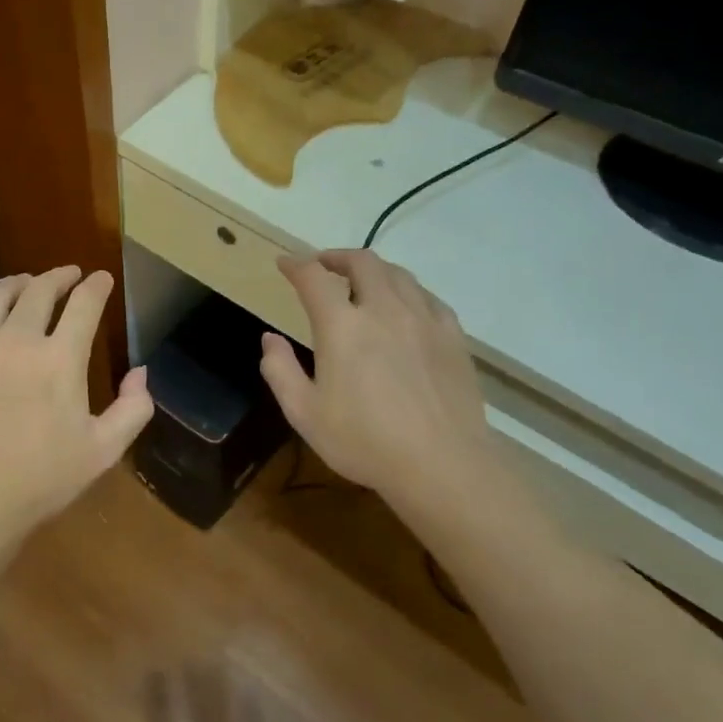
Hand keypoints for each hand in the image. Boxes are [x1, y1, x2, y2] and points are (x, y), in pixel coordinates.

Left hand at [0, 267, 153, 546]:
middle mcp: (16, 339)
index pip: (84, 304)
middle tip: (68, 276)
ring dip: (17, 283)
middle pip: (40, 290)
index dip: (96, 286)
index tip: (101, 279)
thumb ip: (133, 408)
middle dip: (59, 277)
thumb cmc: (41, 480)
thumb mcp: (103, 451)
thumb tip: (141, 372)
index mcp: (60, 359)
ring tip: (26, 283)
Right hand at [258, 251, 502, 517]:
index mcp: (342, 326)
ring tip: (361, 283)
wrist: (441, 464)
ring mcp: (423, 320)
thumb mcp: (304, 413)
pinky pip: (427, 297)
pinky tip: (404, 308)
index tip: (285, 264)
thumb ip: (280, 370)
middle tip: (323, 267)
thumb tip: (270, 339)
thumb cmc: (364, 441)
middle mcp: (383, 310)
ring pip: (398, 274)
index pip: (313, 278)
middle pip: (362, 262)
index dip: (296, 265)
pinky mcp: (452, 336)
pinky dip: (407, 292)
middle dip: (337, 257)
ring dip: (373, 270)